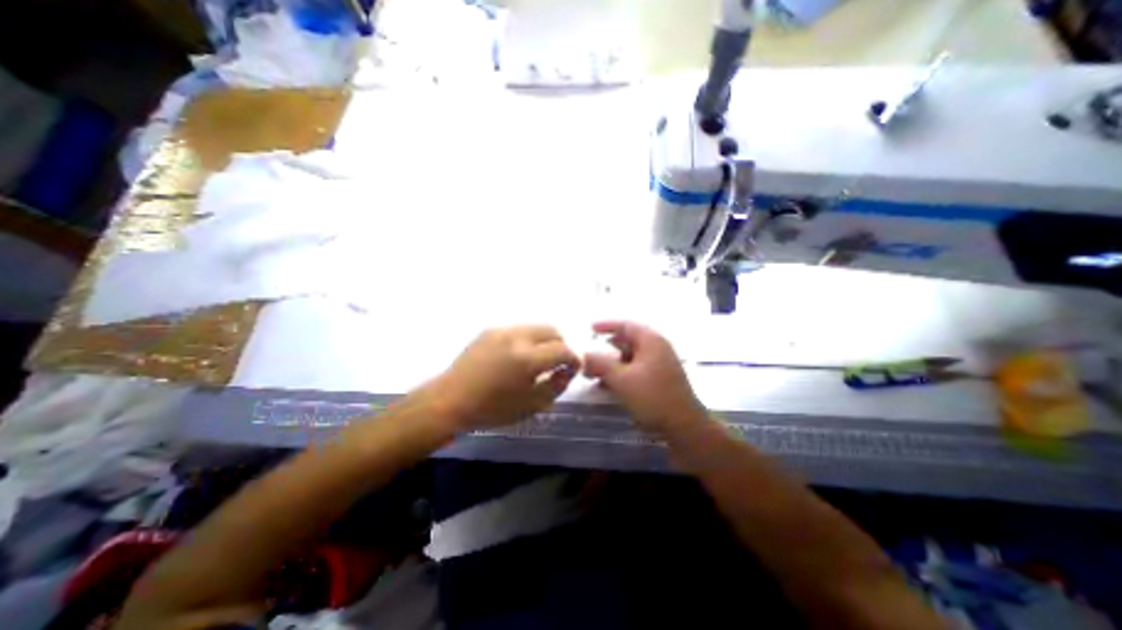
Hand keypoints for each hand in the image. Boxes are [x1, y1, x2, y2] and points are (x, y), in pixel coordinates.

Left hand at [430, 327, 583, 429]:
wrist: (449, 400)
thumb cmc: (491, 409)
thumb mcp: (531, 405)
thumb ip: (557, 385)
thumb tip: (568, 370)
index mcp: (527, 359)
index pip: (563, 349)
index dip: (574, 358)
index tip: (573, 368)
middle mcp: (516, 337)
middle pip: (552, 330)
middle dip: (561, 344)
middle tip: (558, 362)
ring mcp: (502, 329)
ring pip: (536, 326)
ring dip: (545, 340)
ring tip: (539, 358)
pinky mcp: (490, 329)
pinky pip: (519, 328)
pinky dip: (528, 338)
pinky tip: (519, 355)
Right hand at [584, 323, 703, 435]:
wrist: (683, 426)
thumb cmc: (652, 397)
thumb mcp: (621, 379)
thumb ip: (600, 364)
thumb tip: (584, 355)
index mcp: (651, 341)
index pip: (626, 325)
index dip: (606, 325)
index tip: (590, 329)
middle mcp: (657, 348)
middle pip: (627, 342)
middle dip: (606, 350)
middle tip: (589, 358)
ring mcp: (660, 364)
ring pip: (630, 358)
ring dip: (612, 365)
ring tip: (594, 375)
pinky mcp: (660, 379)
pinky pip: (636, 370)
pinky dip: (621, 374)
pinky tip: (608, 386)